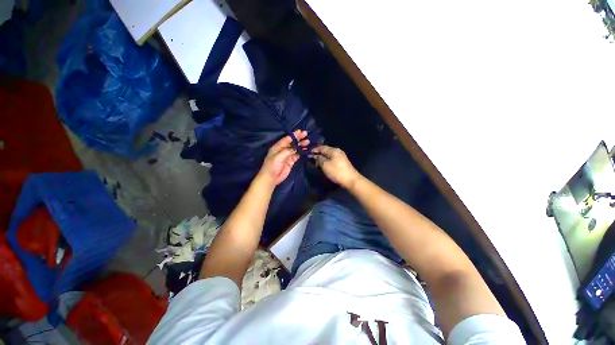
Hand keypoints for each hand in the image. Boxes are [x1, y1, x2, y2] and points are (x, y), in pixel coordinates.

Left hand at [258, 130, 309, 185]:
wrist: (271, 178)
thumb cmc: (272, 166)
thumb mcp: (278, 157)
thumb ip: (287, 151)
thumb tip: (295, 148)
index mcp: (277, 147)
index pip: (286, 139)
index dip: (293, 135)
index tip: (300, 132)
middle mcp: (283, 150)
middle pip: (292, 143)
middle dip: (299, 139)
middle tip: (306, 134)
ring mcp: (287, 156)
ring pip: (295, 149)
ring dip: (301, 145)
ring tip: (307, 142)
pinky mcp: (291, 161)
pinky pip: (297, 155)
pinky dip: (301, 152)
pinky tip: (306, 150)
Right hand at [311, 145, 360, 188]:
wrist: (351, 180)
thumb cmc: (336, 172)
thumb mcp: (325, 165)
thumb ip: (319, 159)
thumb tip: (315, 156)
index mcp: (333, 150)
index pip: (322, 147)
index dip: (314, 149)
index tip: (308, 152)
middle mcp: (337, 151)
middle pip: (326, 150)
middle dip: (318, 153)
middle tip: (311, 157)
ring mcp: (341, 157)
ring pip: (329, 155)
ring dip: (322, 157)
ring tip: (316, 161)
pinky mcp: (342, 162)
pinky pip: (332, 159)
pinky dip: (326, 160)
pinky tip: (323, 164)